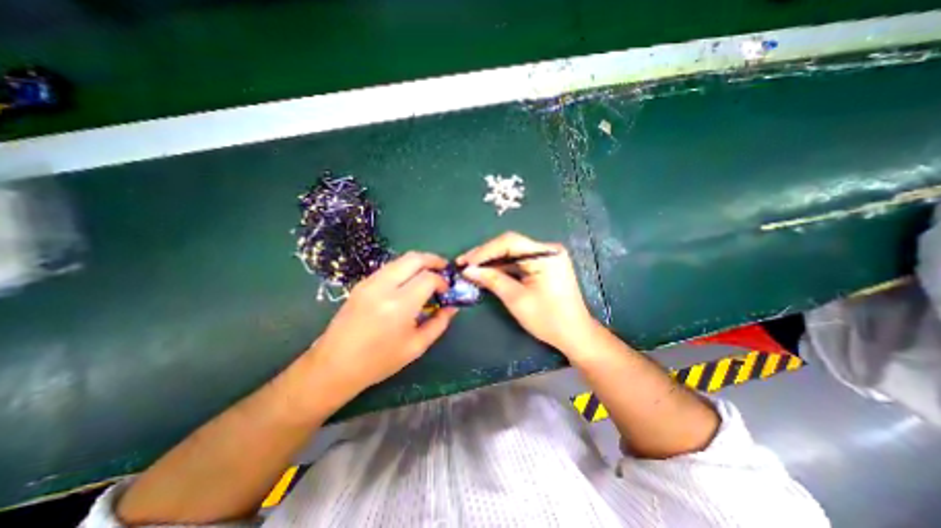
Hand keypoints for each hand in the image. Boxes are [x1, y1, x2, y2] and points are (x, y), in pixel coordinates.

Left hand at [303, 252, 458, 402]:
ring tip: (428, 275)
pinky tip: (409, 282)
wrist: (334, 366)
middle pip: (414, 258)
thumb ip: (439, 323)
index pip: (428, 278)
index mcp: (399, 305)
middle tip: (443, 270)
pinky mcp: (362, 283)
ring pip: (401, 259)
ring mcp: (369, 282)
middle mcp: (383, 287)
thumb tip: (452, 307)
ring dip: (419, 263)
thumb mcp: (416, 346)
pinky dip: (405, 268)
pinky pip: (389, 267)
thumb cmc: (378, 361)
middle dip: (433, 260)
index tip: (446, 291)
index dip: (442, 281)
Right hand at [461, 232, 597, 351]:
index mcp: (545, 254)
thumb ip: (492, 280)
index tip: (465, 262)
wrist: (574, 334)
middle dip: (485, 255)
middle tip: (463, 263)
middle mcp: (547, 250)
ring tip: (470, 269)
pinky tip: (487, 273)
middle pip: (510, 245)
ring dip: (492, 262)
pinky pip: (518, 262)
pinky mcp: (543, 266)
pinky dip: (503, 268)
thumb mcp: (516, 299)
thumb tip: (468, 270)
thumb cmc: (548, 319)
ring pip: (512, 253)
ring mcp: (546, 257)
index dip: (484, 251)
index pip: (509, 242)